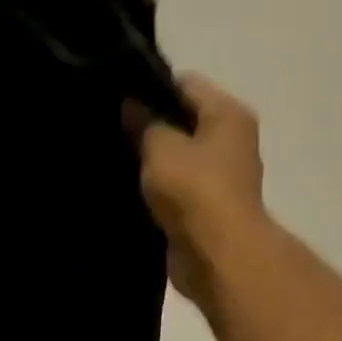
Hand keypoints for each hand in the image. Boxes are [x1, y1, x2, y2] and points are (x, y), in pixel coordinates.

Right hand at [129, 74, 265, 303]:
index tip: (117, 100)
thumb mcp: (161, 147)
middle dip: (149, 127)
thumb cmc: (194, 190)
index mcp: (228, 114)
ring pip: (177, 159)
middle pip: (183, 122)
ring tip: (114, 160)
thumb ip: (144, 123)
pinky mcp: (206, 210)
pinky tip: (127, 192)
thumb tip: (131, 104)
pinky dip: (156, 192)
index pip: (185, 85)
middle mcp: (230, 141)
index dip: (150, 88)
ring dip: (151, 164)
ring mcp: (220, 179)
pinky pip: (175, 191)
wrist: (216, 256)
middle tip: (111, 131)